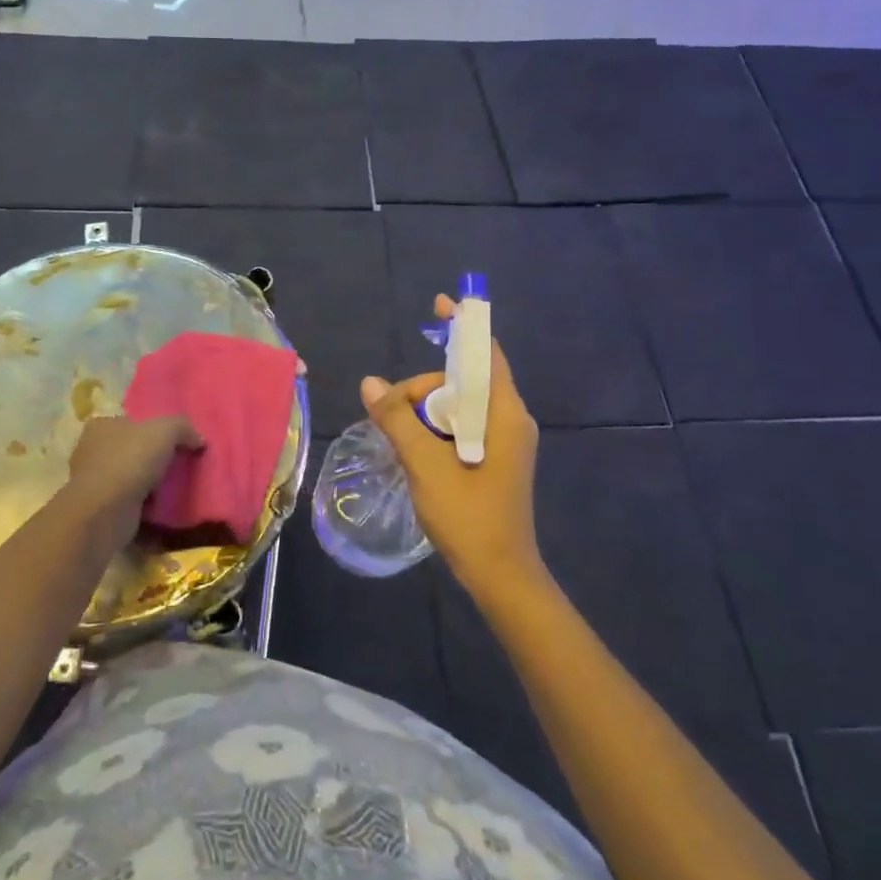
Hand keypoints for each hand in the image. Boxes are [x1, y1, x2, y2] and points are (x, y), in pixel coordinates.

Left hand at [65, 415, 203, 542]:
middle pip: (132, 448)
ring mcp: (95, 481)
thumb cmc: (130, 461)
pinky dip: (145, 503)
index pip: (131, 420)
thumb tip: (198, 439)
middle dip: (153, 456)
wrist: (105, 513)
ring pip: (131, 476)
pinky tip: (164, 505)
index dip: (154, 427)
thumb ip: (183, 427)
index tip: (176, 439)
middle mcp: (93, 451)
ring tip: (177, 485)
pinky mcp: (101, 508)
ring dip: (150, 482)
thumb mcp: (165, 431)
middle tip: (181, 462)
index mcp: (102, 425)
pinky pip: (130, 500)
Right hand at [360, 293, 541, 604]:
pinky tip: (413, 447)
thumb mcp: (425, 465)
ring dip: (427, 410)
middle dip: (425, 387)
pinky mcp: (495, 458)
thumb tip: (370, 383)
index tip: (441, 302)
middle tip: (390, 413)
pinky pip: (462, 425)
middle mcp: (510, 420)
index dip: (464, 325)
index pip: (485, 353)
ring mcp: (505, 440)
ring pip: (460, 405)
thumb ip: (397, 420)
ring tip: (399, 437)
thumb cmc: (469, 517)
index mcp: (504, 413)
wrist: (501, 576)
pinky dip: (436, 427)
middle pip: (464, 380)